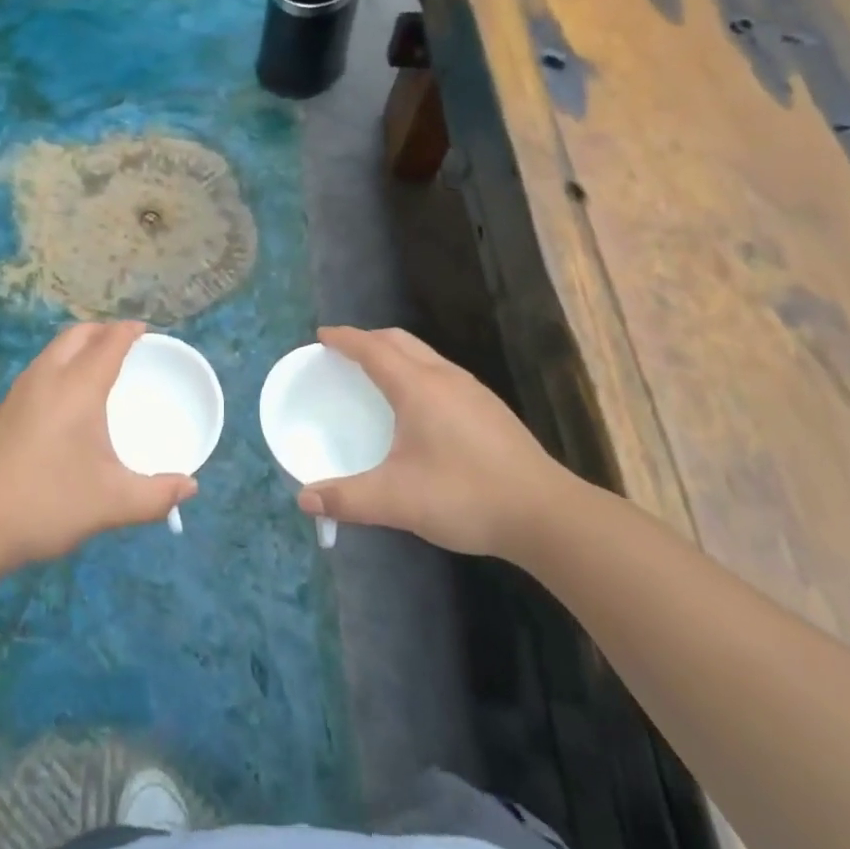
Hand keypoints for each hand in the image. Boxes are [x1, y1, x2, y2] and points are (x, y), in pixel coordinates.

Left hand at [0, 321, 196, 570]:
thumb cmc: (45, 502)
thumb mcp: (111, 503)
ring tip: (98, 367)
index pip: (109, 342)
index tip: (146, 330)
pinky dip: (60, 365)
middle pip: (77, 334)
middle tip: (125, 344)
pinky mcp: (1, 412)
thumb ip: (155, 495)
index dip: (130, 331)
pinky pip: (39, 371)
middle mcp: (47, 378)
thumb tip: (189, 488)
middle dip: (103, 330)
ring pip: (53, 351)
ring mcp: (18, 393)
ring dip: (78, 346)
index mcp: (78, 387)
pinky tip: (64, 402)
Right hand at [297, 326, 577, 561]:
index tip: (321, 335)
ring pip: (424, 355)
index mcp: (418, 387)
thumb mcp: (397, 501)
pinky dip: (416, 370)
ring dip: (394, 353)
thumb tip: (304, 499)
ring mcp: (472, 391)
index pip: (372, 348)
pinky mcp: (490, 408)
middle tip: (343, 353)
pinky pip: (441, 372)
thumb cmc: (464, 495)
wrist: (545, 514)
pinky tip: (419, 407)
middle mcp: (444, 377)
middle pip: (399, 341)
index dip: (344, 338)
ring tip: (377, 374)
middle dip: (368, 339)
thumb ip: (347, 498)